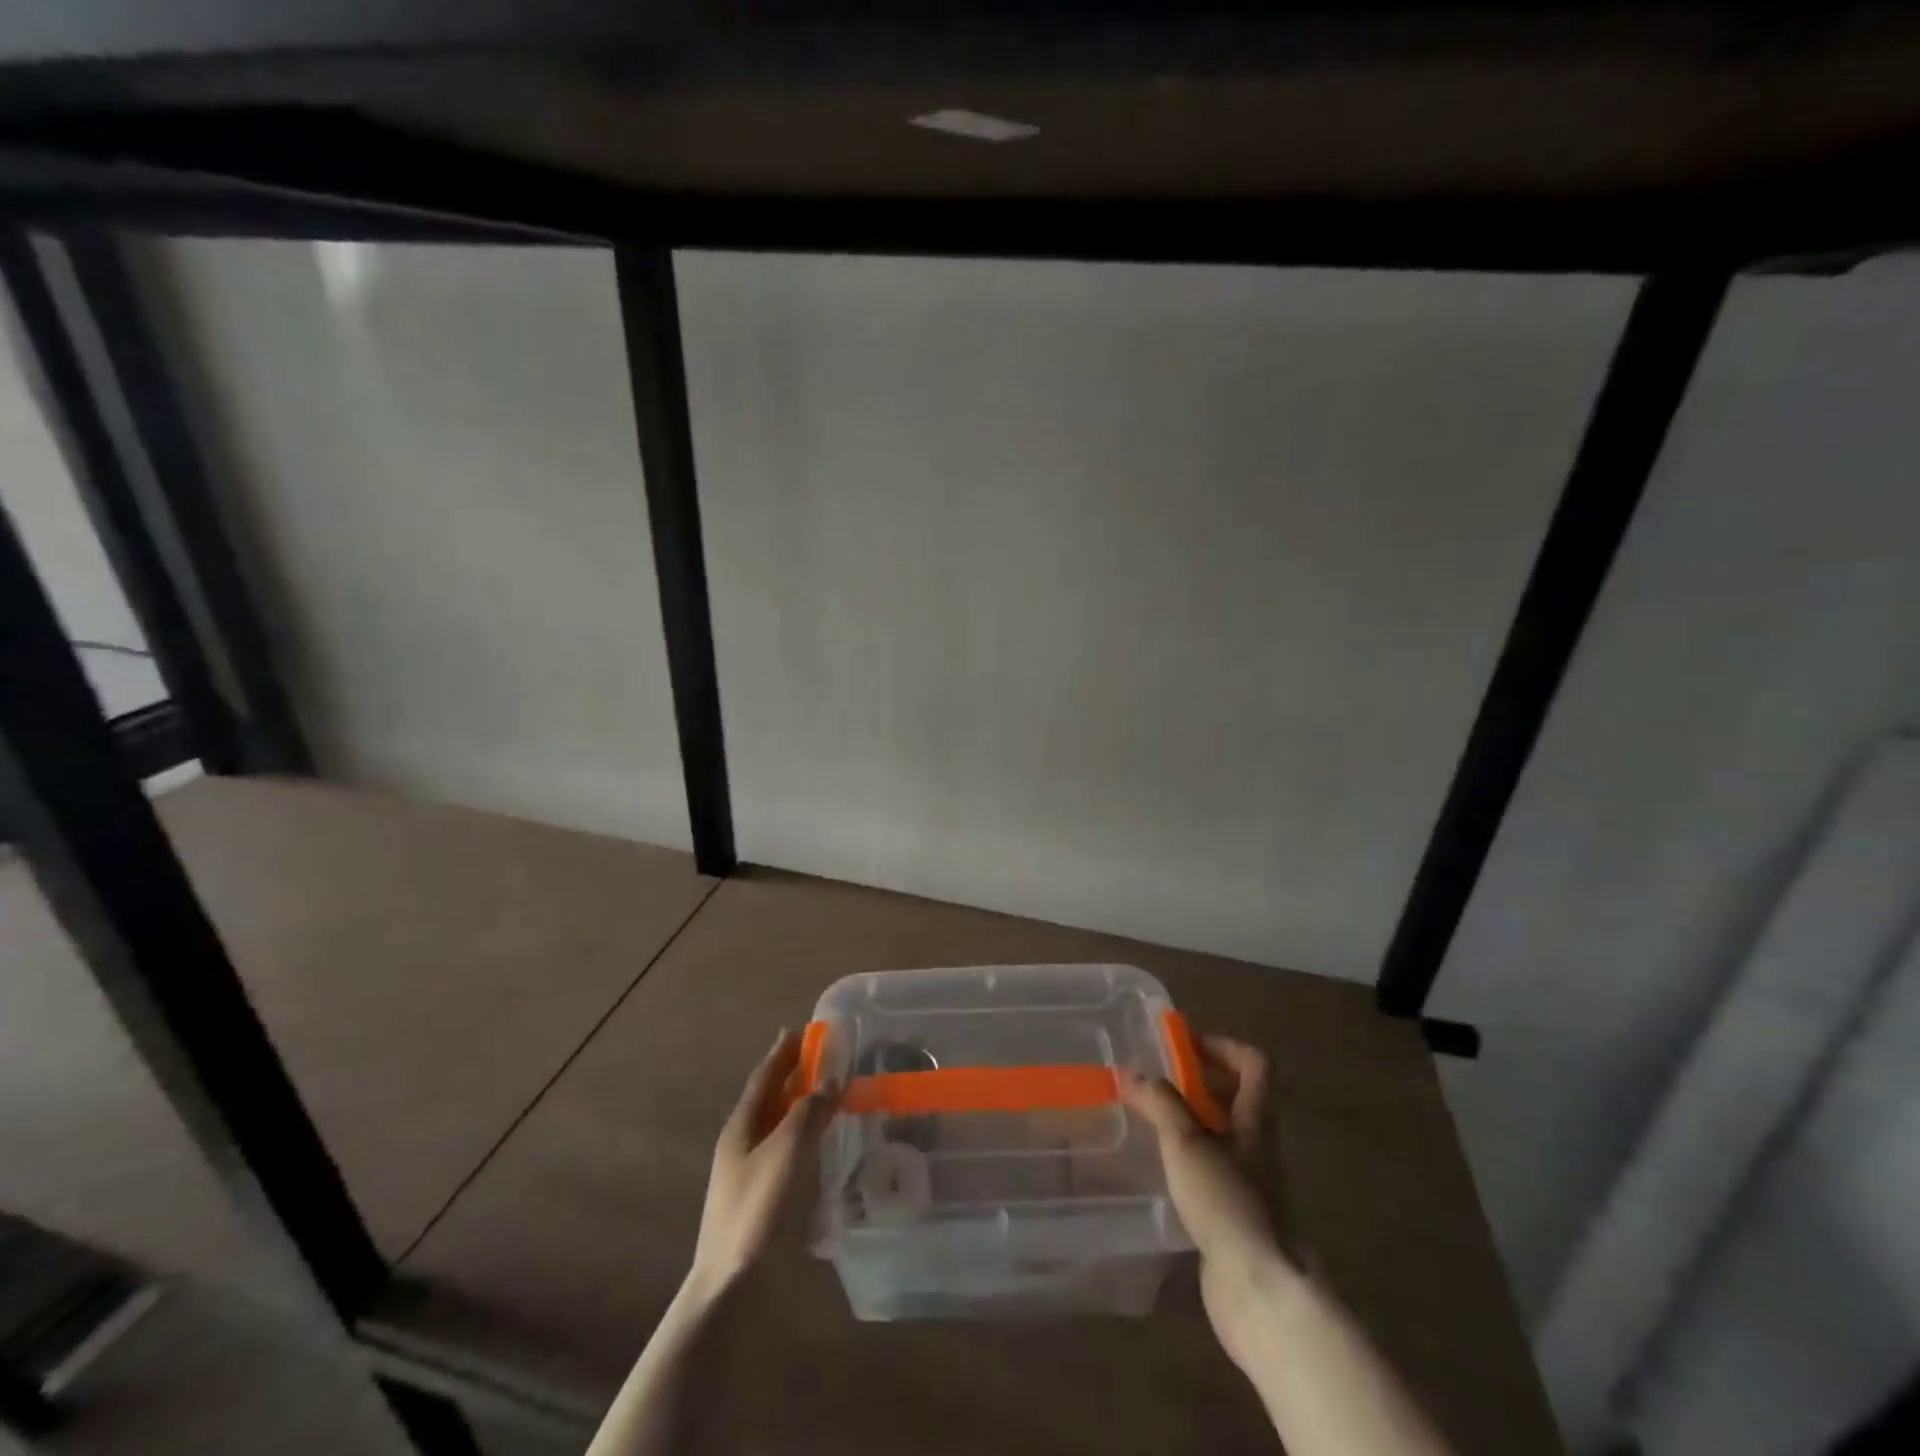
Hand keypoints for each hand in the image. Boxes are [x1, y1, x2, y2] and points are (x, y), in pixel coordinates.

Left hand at [689, 1029, 833, 1292]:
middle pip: (768, 1097)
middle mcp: (741, 1141)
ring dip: (798, 1104)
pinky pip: (783, 1148)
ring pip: (776, 1123)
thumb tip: (832, 1078)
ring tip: (825, 1093)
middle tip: (819, 1057)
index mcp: (741, 1125)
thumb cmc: (756, 1208)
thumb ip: (809, 1111)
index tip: (799, 1030)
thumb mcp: (787, 1151)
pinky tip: (818, 1143)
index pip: (764, 1076)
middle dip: (791, 1074)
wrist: (729, 1282)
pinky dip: (801, 1134)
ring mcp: (747, 1170)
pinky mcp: (759, 1195)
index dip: (782, 1053)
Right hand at [1121, 1036, 1286, 1369]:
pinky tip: (1156, 1170)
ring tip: (1145, 1121)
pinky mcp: (1235, 1215)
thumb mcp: (1187, 1144)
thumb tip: (1132, 1072)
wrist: (1262, 1293)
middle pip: (1235, 1097)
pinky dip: (1186, 1161)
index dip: (1220, 1046)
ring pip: (1221, 1135)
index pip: (1254, 1063)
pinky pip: (1211, 1171)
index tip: (1180, 1046)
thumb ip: (1160, 1103)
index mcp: (1256, 1119)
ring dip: (1187, 1122)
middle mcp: (1258, 1145)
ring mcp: (1250, 1183)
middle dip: (1196, 1083)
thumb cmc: (1228, 1204)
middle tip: (1153, 1081)